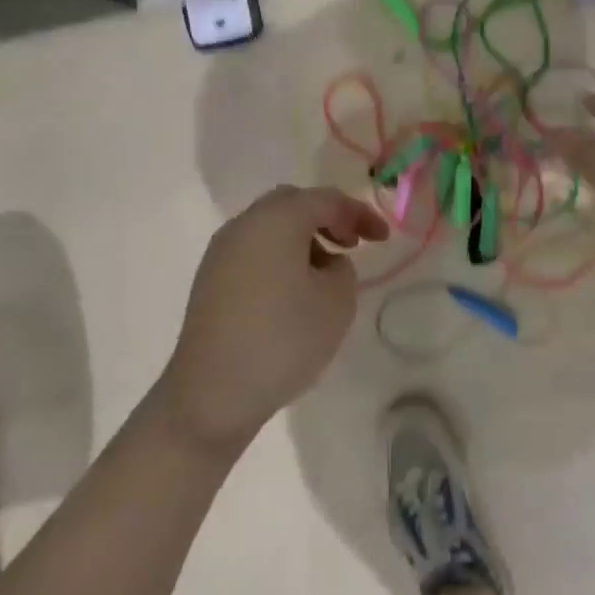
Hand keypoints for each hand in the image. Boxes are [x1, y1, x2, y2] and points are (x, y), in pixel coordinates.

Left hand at [155, 185, 388, 453]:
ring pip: (270, 226)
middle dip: (327, 218)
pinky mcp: (210, 278)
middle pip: (293, 203)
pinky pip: (253, 250)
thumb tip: (325, 263)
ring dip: (302, 238)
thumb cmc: (283, 339)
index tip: (383, 238)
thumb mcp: (336, 302)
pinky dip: (279, 256)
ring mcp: (222, 250)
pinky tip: (292, 291)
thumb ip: (342, 268)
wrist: (211, 394)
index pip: (326, 200)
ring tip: (324, 273)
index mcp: (277, 219)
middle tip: (351, 245)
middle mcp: (246, 224)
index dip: (360, 214)